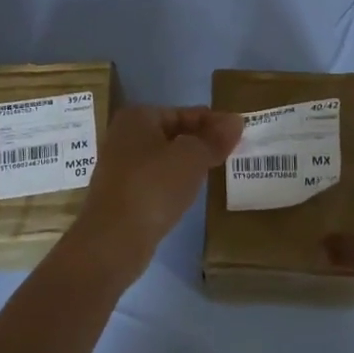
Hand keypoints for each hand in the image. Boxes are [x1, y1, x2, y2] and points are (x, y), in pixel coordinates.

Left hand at [65, 106, 244, 286]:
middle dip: (201, 142)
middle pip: (173, 134)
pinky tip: (190, 193)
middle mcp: (124, 137)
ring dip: (188, 163)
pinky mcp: (122, 195)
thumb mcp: (192, 157)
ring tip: (216, 171)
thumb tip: (236, 121)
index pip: (184, 112)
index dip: (213, 121)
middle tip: (232, 152)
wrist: (113, 240)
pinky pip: (156, 181)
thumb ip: (214, 138)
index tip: (240, 132)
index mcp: (137, 118)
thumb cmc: (153, 187)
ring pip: (164, 159)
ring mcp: (120, 167)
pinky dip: (174, 183)